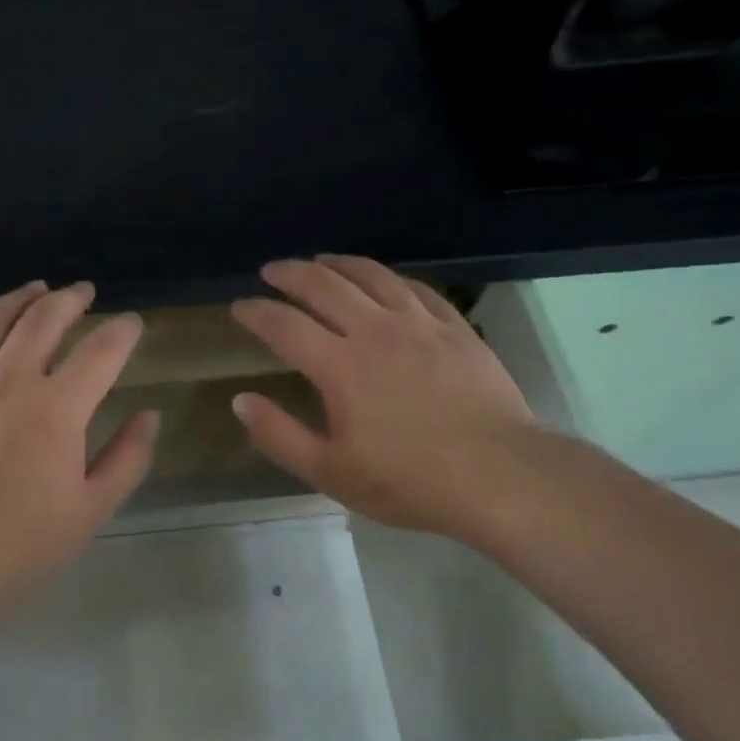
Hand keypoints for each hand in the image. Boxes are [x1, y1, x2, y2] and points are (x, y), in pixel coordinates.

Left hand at [0, 281, 156, 670]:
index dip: (123, 331)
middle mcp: (8, 380)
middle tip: (84, 292)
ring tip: (36, 290)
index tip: (132, 323)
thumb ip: (128, 458)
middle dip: (71, 299)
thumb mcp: (90, 511)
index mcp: (56, 409)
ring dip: (20, 298)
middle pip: (44, 319)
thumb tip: (149, 415)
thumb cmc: (18, 547)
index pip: (101, 350)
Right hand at [229, 256, 540, 538]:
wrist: (500, 476)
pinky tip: (384, 280)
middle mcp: (375, 331)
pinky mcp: (455, 328)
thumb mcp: (331, 472)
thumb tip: (241, 400)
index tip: (239, 306)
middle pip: (324, 285)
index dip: (256, 312)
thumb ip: (279, 435)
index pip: (284, 325)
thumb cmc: (409, 480)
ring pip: (371, 275)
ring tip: (320, 260)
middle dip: (290, 274)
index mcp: (340, 366)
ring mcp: (419, 324)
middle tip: (271, 271)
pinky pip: (416, 288)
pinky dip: (389, 278)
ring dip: (338, 263)